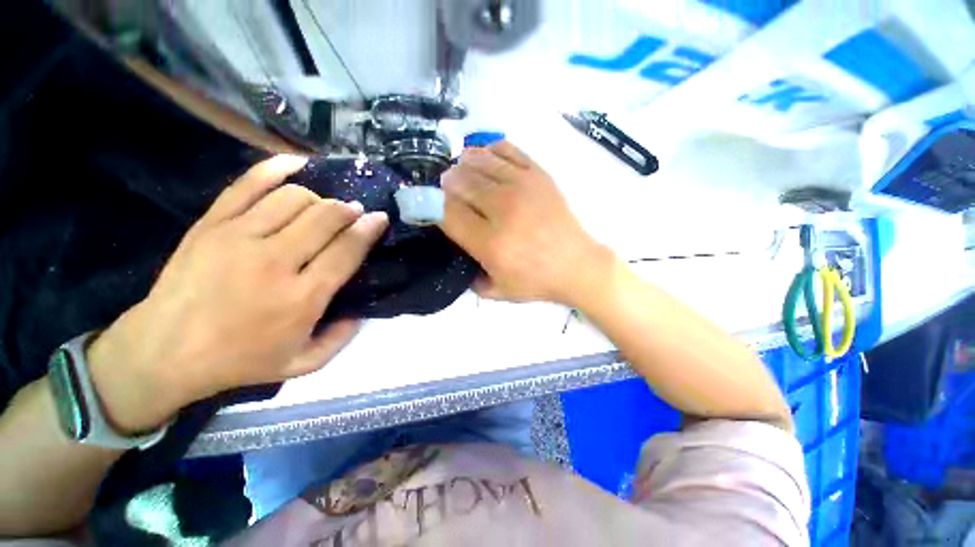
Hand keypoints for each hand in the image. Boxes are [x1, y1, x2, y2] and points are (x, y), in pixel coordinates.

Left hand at [87, 155, 388, 432]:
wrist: (164, 352)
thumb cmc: (240, 360)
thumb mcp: (303, 364)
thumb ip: (342, 338)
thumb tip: (362, 309)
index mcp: (302, 297)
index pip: (347, 249)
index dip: (369, 229)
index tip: (380, 218)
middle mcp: (275, 261)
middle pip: (325, 217)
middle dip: (349, 210)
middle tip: (354, 213)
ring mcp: (239, 237)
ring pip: (294, 198)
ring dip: (319, 198)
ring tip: (323, 207)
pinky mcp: (211, 224)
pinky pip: (248, 184)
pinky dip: (275, 168)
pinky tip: (295, 165)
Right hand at [438, 142, 612, 304]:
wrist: (577, 265)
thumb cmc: (537, 280)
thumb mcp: (498, 291)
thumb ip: (470, 278)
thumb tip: (456, 251)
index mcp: (490, 243)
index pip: (447, 212)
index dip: (431, 205)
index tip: (429, 206)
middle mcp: (502, 210)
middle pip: (459, 182)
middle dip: (446, 184)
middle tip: (447, 190)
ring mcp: (522, 187)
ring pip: (479, 161)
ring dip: (463, 165)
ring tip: (462, 173)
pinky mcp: (538, 175)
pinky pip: (506, 150)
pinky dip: (489, 151)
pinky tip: (485, 158)